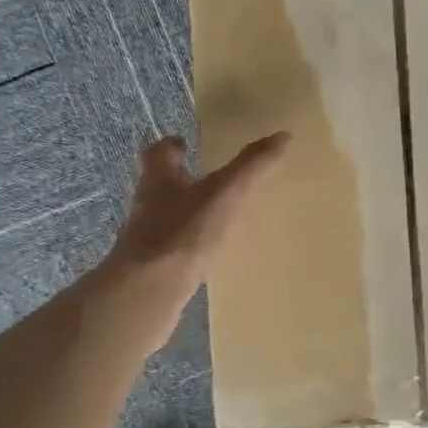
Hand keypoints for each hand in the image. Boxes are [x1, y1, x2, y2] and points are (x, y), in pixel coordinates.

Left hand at [98, 133, 288, 349]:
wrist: (146, 292)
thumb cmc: (182, 233)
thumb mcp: (224, 194)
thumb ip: (251, 166)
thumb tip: (282, 135)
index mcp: (159, 179)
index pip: (158, 152)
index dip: (171, 145)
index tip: (185, 143)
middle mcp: (146, 204)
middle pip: (159, 184)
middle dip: (180, 179)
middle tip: (207, 179)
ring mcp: (145, 239)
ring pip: (164, 217)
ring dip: (184, 213)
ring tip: (213, 217)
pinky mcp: (151, 268)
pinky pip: (170, 249)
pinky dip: (185, 246)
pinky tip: (205, 255)